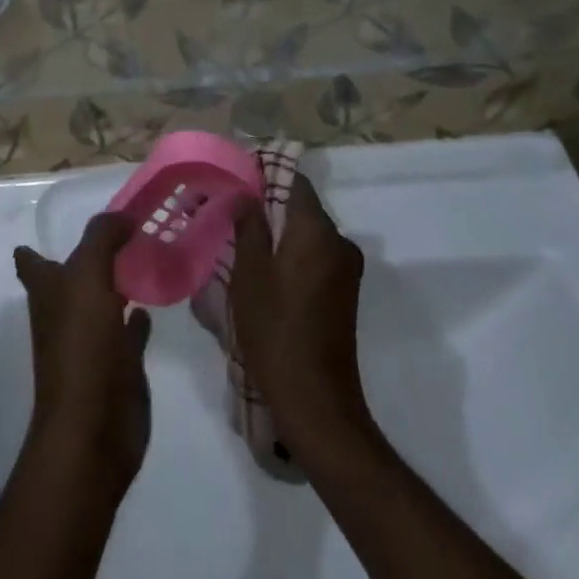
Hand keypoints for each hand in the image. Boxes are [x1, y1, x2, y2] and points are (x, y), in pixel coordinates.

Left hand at [14, 213, 151, 498]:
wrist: (94, 427)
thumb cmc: (81, 345)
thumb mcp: (88, 275)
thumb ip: (102, 237)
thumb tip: (123, 216)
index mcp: (47, 291)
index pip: (31, 261)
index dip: (34, 249)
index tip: (49, 233)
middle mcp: (65, 312)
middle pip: (73, 278)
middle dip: (90, 258)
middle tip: (123, 231)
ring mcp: (91, 340)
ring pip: (104, 301)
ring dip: (118, 283)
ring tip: (143, 256)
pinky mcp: (119, 364)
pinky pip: (130, 330)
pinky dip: (139, 318)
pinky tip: (152, 305)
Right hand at [230, 176, 374, 456]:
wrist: (316, 402)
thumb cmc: (276, 329)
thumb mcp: (249, 273)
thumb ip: (249, 225)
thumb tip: (247, 194)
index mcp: (317, 229)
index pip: (294, 181)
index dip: (265, 176)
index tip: (236, 181)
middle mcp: (339, 241)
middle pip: (301, 208)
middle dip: (268, 207)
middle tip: (232, 214)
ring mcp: (346, 270)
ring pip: (307, 235)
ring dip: (279, 235)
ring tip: (242, 245)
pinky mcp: (345, 295)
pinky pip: (315, 258)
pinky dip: (292, 257)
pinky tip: (265, 274)